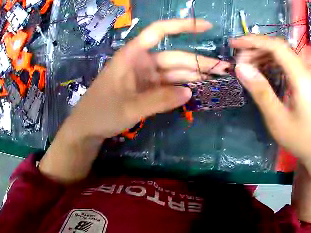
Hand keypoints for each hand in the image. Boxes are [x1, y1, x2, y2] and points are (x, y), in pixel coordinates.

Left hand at [68, 19, 229, 140]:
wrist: (87, 129)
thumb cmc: (100, 112)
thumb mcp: (129, 107)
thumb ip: (159, 100)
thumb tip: (189, 93)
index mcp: (132, 55)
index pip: (159, 32)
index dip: (183, 26)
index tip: (207, 27)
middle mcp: (141, 62)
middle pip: (174, 57)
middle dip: (198, 62)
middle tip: (223, 69)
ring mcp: (144, 77)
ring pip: (173, 72)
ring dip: (194, 76)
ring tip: (216, 80)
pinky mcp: (146, 90)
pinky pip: (167, 86)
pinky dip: (181, 88)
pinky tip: (197, 91)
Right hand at [230, 35, 310, 168]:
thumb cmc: (298, 138)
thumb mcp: (276, 118)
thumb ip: (260, 91)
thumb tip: (240, 67)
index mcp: (301, 78)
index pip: (277, 47)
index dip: (254, 41)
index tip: (233, 44)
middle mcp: (306, 72)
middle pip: (279, 48)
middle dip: (256, 48)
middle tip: (237, 60)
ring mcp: (306, 76)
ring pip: (282, 55)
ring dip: (261, 55)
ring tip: (245, 65)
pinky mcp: (303, 81)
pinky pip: (285, 64)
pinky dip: (269, 63)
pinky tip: (259, 71)